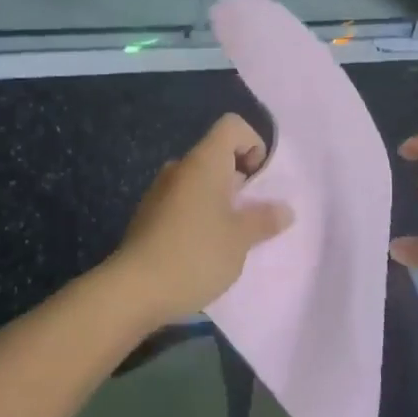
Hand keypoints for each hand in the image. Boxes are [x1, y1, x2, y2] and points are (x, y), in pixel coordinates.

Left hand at [112, 114, 293, 322]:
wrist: (133, 290)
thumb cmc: (195, 254)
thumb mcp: (240, 239)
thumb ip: (264, 219)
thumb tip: (284, 210)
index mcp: (203, 162)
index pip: (232, 126)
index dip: (253, 143)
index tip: (259, 181)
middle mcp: (180, 169)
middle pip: (217, 155)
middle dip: (241, 180)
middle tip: (252, 216)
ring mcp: (160, 192)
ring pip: (200, 183)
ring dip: (221, 202)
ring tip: (232, 237)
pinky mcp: (149, 217)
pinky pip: (184, 204)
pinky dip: (201, 216)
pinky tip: (205, 251)